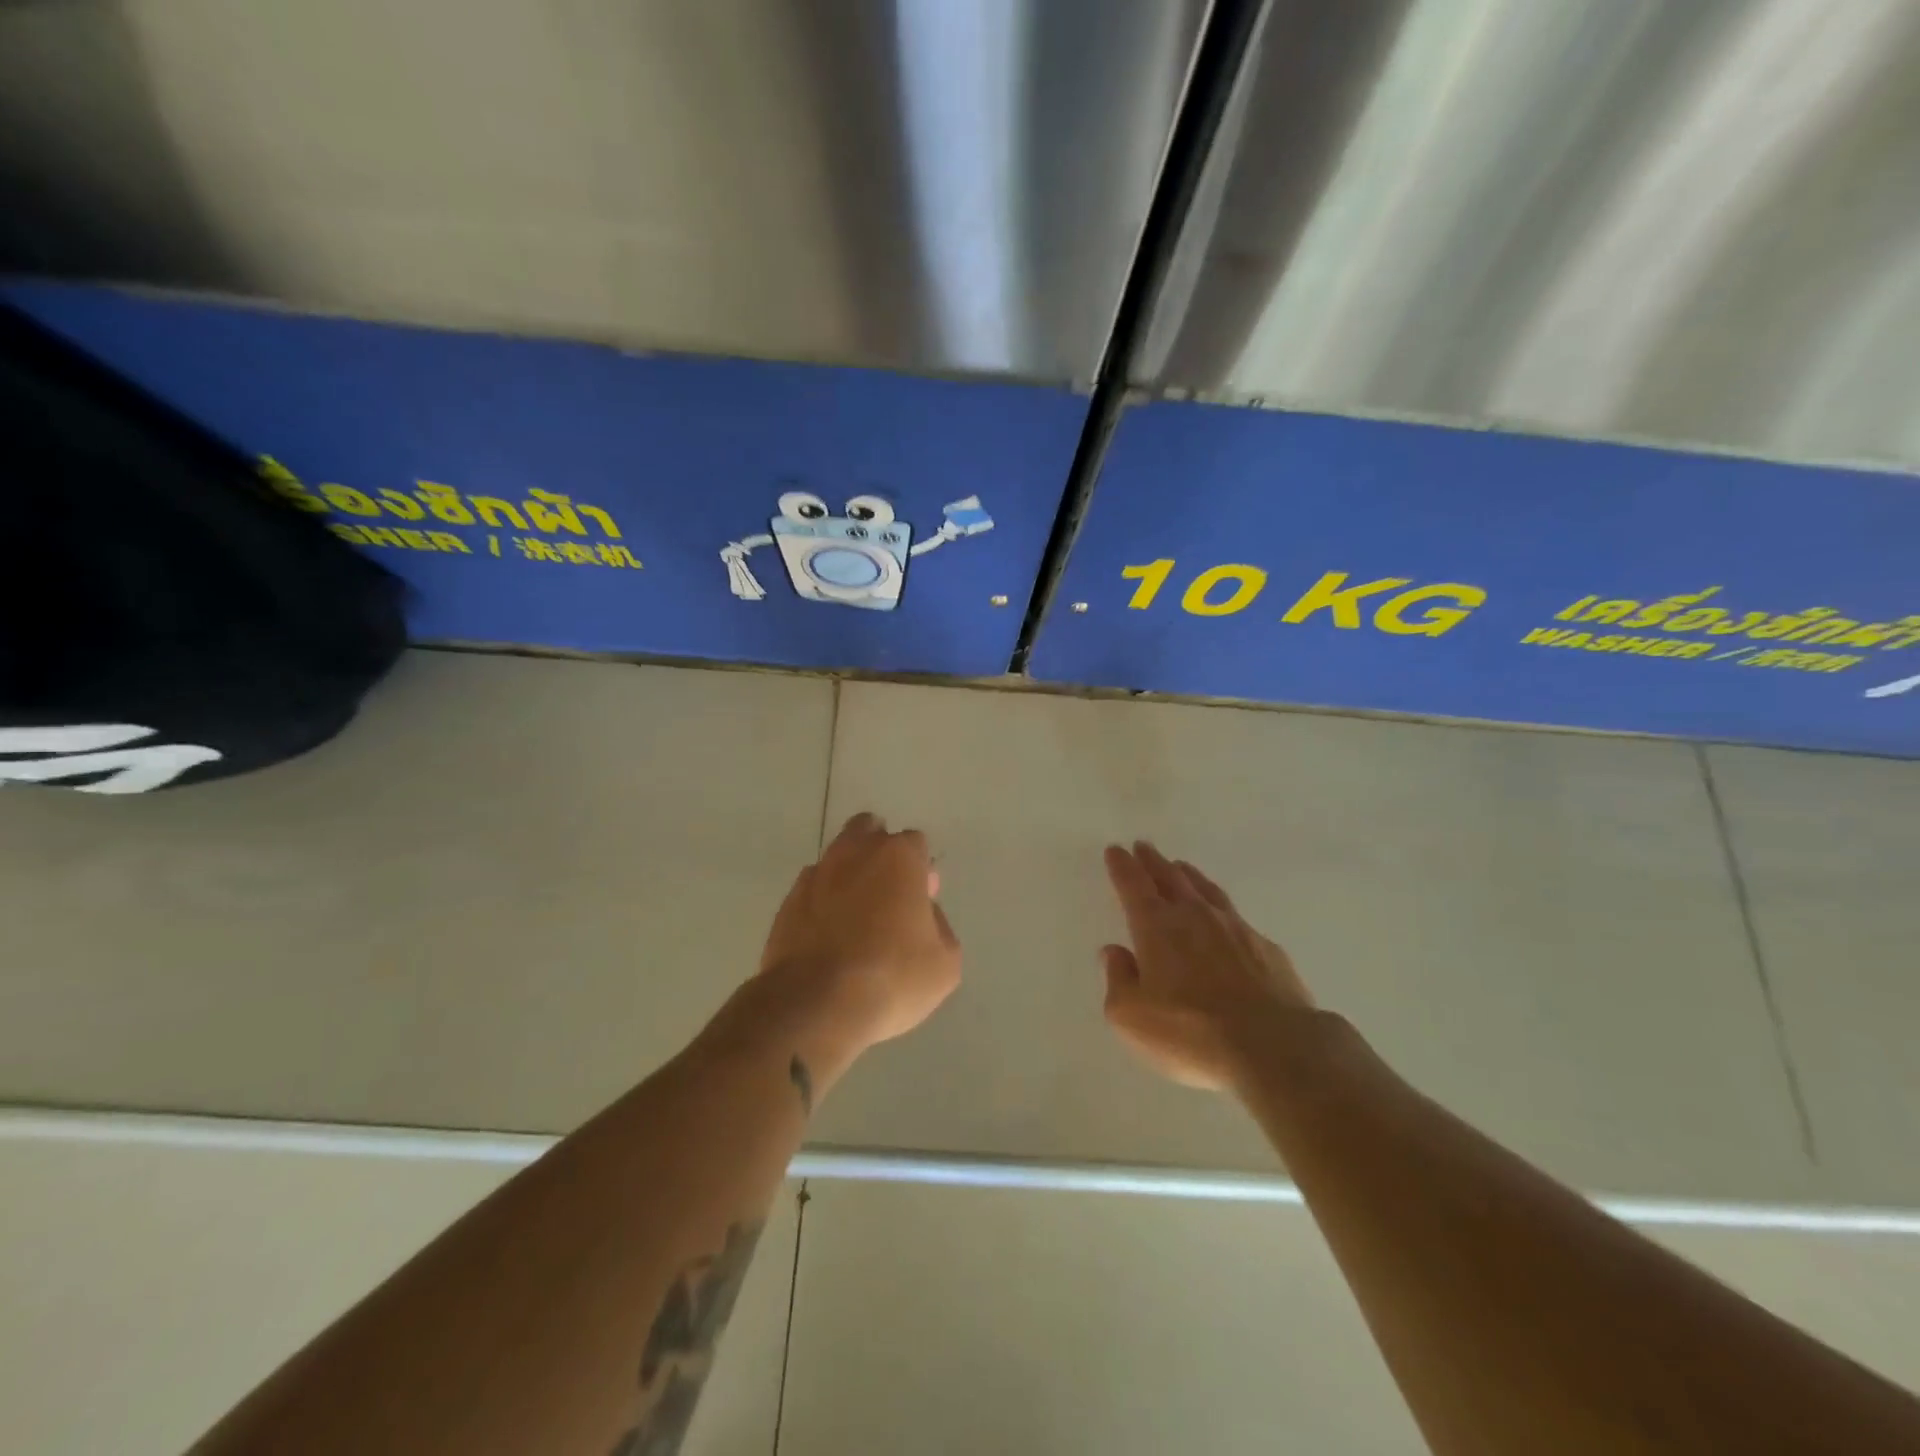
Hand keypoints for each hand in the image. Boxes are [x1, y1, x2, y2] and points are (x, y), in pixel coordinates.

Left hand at [752, 812, 960, 1070]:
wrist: (816, 1004)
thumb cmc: (892, 977)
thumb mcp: (945, 962)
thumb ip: (940, 926)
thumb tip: (923, 915)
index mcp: (899, 857)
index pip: (915, 842)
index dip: (921, 869)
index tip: (922, 899)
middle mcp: (855, 853)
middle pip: (869, 830)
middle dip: (879, 850)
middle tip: (888, 893)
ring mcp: (816, 874)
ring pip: (836, 857)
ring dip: (849, 874)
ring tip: (856, 917)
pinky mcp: (788, 901)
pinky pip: (812, 889)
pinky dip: (822, 902)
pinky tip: (828, 934)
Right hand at [1101, 842, 1313, 1090]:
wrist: (1274, 1049)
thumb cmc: (1190, 1032)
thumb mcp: (1131, 1016)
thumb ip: (1119, 979)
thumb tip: (1115, 952)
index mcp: (1157, 927)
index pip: (1133, 886)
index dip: (1122, 867)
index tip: (1116, 850)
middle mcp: (1195, 917)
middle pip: (1170, 878)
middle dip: (1153, 861)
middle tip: (1143, 847)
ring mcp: (1236, 929)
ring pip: (1206, 890)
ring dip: (1189, 876)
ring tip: (1181, 867)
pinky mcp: (1267, 949)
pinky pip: (1237, 917)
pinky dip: (1222, 909)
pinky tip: (1224, 918)